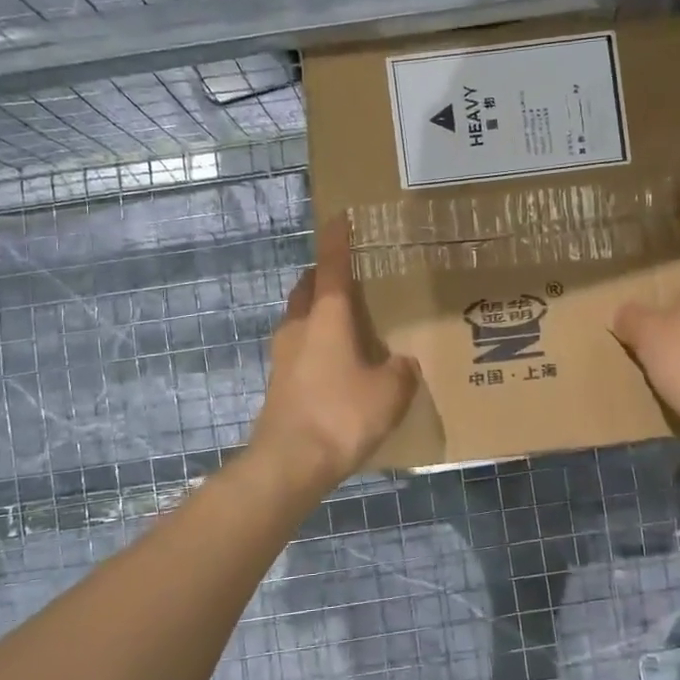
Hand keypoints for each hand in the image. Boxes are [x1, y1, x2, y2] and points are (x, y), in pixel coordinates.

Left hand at [250, 216, 419, 483]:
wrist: (290, 462)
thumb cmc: (342, 414)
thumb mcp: (390, 392)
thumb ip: (400, 371)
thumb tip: (401, 364)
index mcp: (326, 317)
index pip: (332, 266)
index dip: (337, 240)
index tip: (339, 217)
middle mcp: (299, 327)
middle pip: (308, 289)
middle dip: (324, 277)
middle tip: (349, 278)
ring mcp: (283, 355)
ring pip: (300, 318)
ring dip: (318, 311)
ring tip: (347, 321)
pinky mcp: (278, 382)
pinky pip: (299, 347)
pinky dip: (316, 342)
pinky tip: (337, 363)